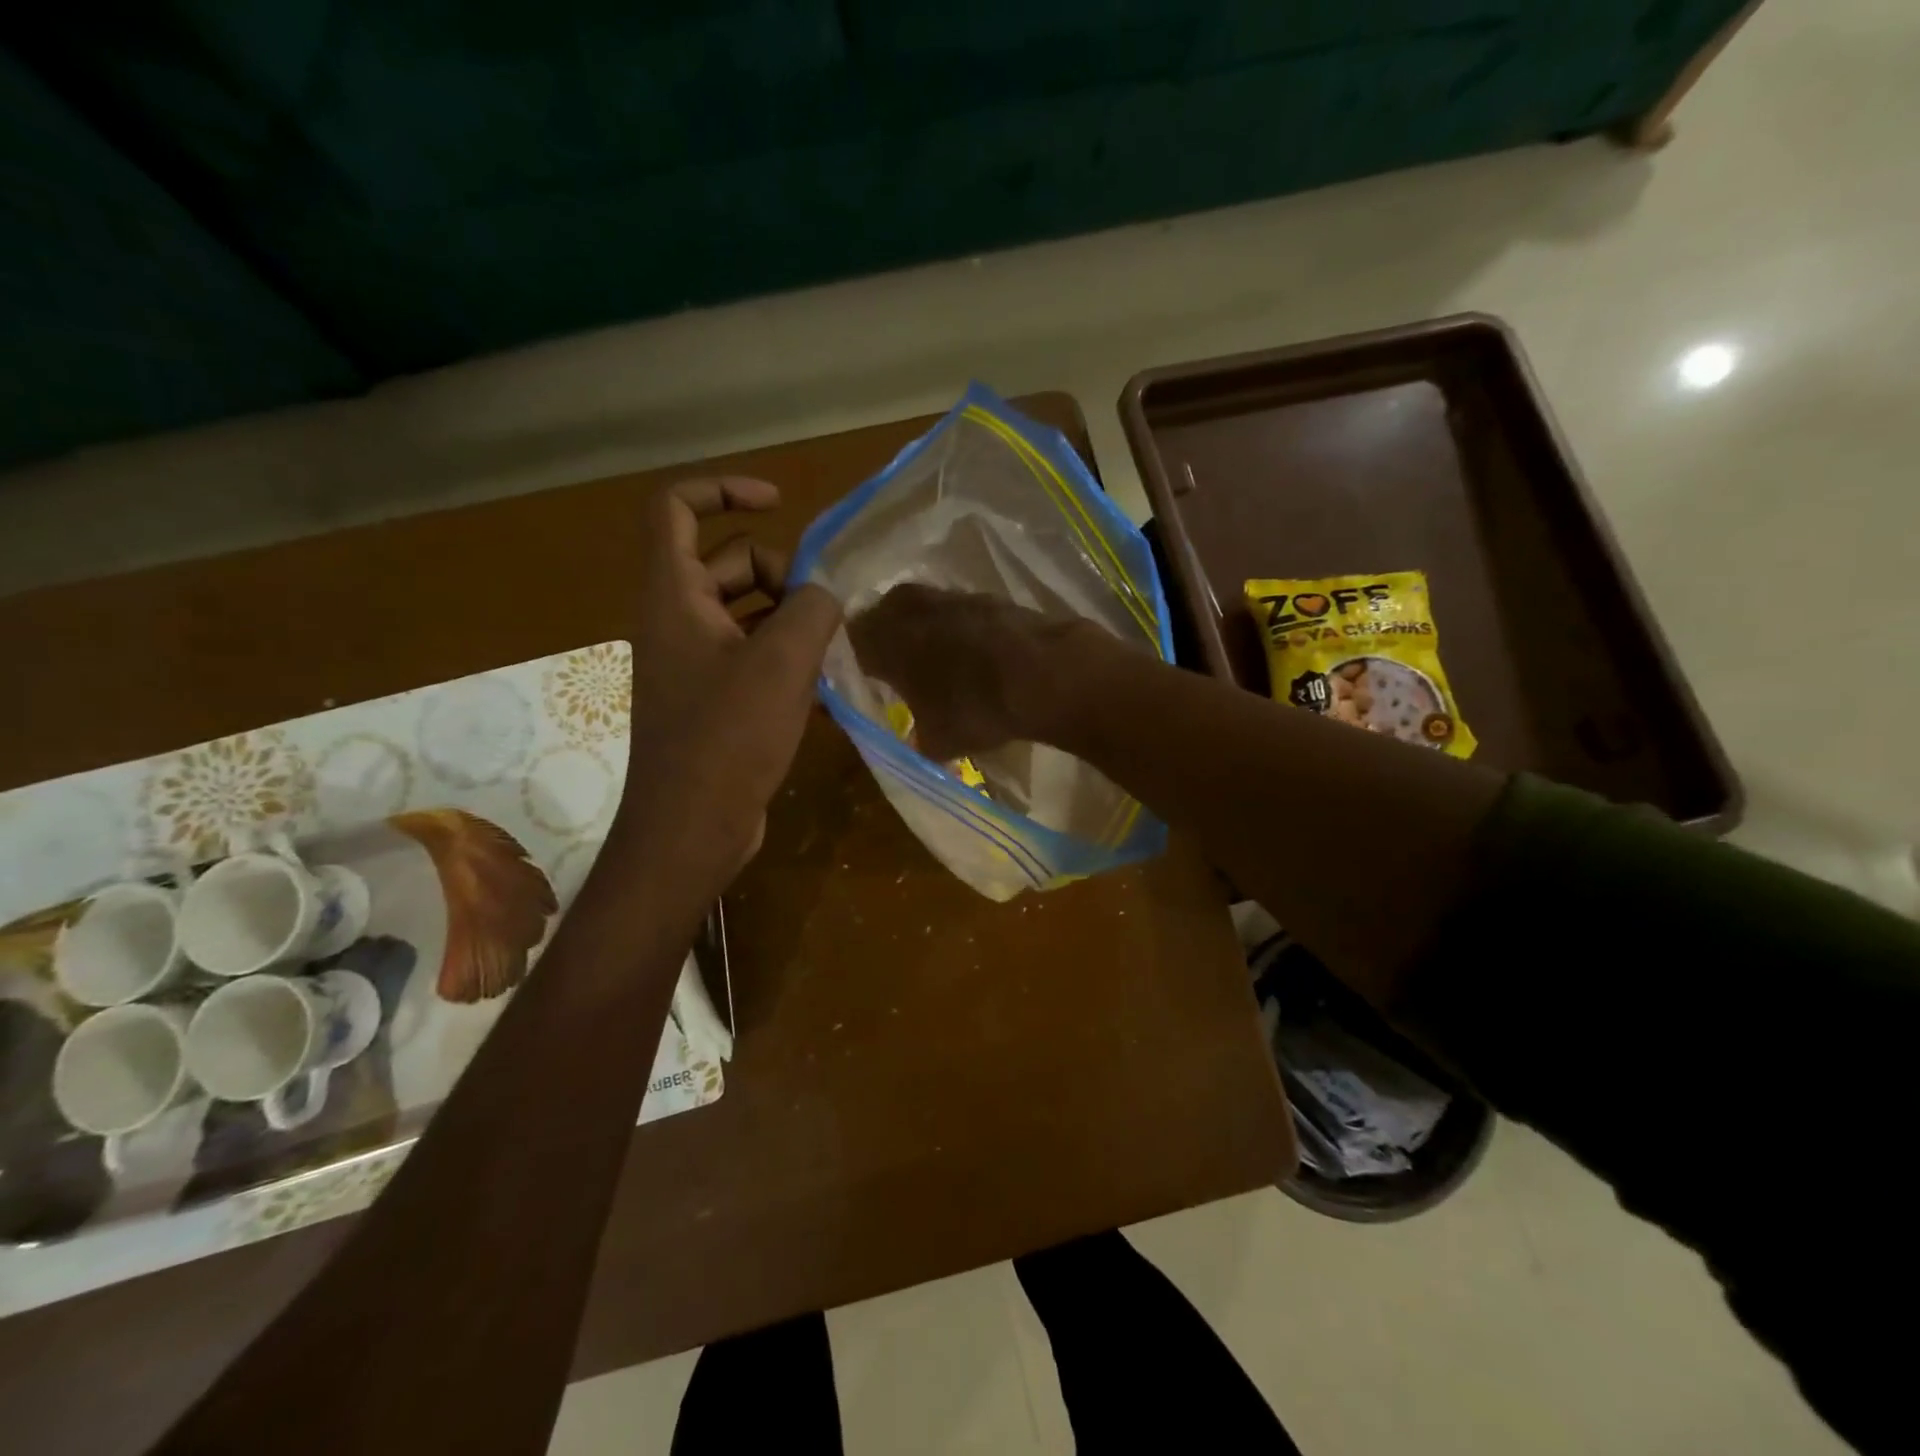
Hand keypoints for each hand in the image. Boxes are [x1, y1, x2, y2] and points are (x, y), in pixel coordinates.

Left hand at [616, 477, 840, 907]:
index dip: (724, 489)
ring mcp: (695, 664)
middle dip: (783, 576)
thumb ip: (812, 609)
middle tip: (825, 612)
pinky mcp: (714, 701)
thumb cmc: (727, 739)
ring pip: (749, 616)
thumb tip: (825, 593)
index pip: (677, 508)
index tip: (779, 502)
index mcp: (675, 596)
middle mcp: (678, 621)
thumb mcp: (781, 664)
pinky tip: (827, 691)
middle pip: (730, 564)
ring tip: (837, 652)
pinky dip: (787, 663)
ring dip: (794, 623)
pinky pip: (753, 660)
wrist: (691, 829)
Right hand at [845, 584, 1088, 760]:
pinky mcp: (988, 597)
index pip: (850, 643)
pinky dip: (956, 628)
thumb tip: (915, 739)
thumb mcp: (936, 741)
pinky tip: (972, 653)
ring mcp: (951, 597)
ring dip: (921, 629)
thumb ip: (915, 736)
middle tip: (892, 665)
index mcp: (884, 640)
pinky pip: (957, 611)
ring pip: (920, 608)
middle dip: (883, 638)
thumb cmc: (977, 709)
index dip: (853, 662)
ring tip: (933, 660)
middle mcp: (910, 609)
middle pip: (881, 615)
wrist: (1047, 674)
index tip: (861, 680)